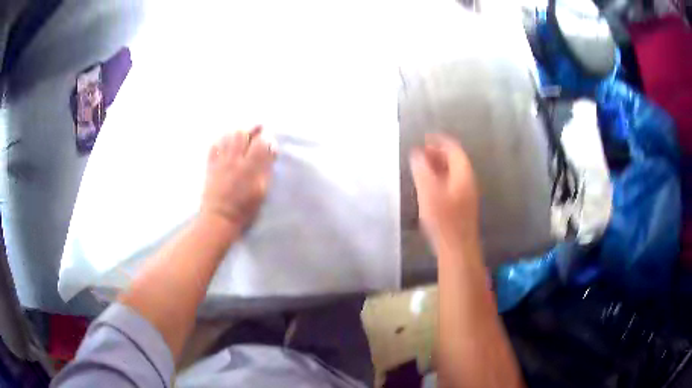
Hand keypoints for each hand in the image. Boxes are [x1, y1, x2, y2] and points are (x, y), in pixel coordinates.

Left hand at [201, 125, 275, 234]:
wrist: (219, 219)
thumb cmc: (244, 210)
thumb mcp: (261, 192)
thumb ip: (266, 170)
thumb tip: (270, 153)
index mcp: (249, 167)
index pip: (261, 142)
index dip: (268, 140)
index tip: (271, 146)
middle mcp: (234, 159)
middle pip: (242, 133)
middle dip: (251, 130)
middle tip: (257, 133)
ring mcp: (220, 161)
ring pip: (228, 136)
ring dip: (237, 133)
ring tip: (243, 137)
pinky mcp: (211, 165)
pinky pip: (215, 145)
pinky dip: (222, 140)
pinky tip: (226, 144)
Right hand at [410, 134, 479, 248]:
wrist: (457, 248)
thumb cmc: (444, 219)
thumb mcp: (429, 192)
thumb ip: (422, 170)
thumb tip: (416, 153)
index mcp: (463, 174)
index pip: (454, 149)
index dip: (440, 141)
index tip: (425, 138)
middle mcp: (467, 181)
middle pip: (454, 160)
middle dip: (437, 153)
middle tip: (420, 153)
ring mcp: (466, 194)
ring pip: (453, 172)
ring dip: (438, 166)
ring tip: (421, 167)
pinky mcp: (462, 205)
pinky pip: (451, 183)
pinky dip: (440, 178)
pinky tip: (429, 185)